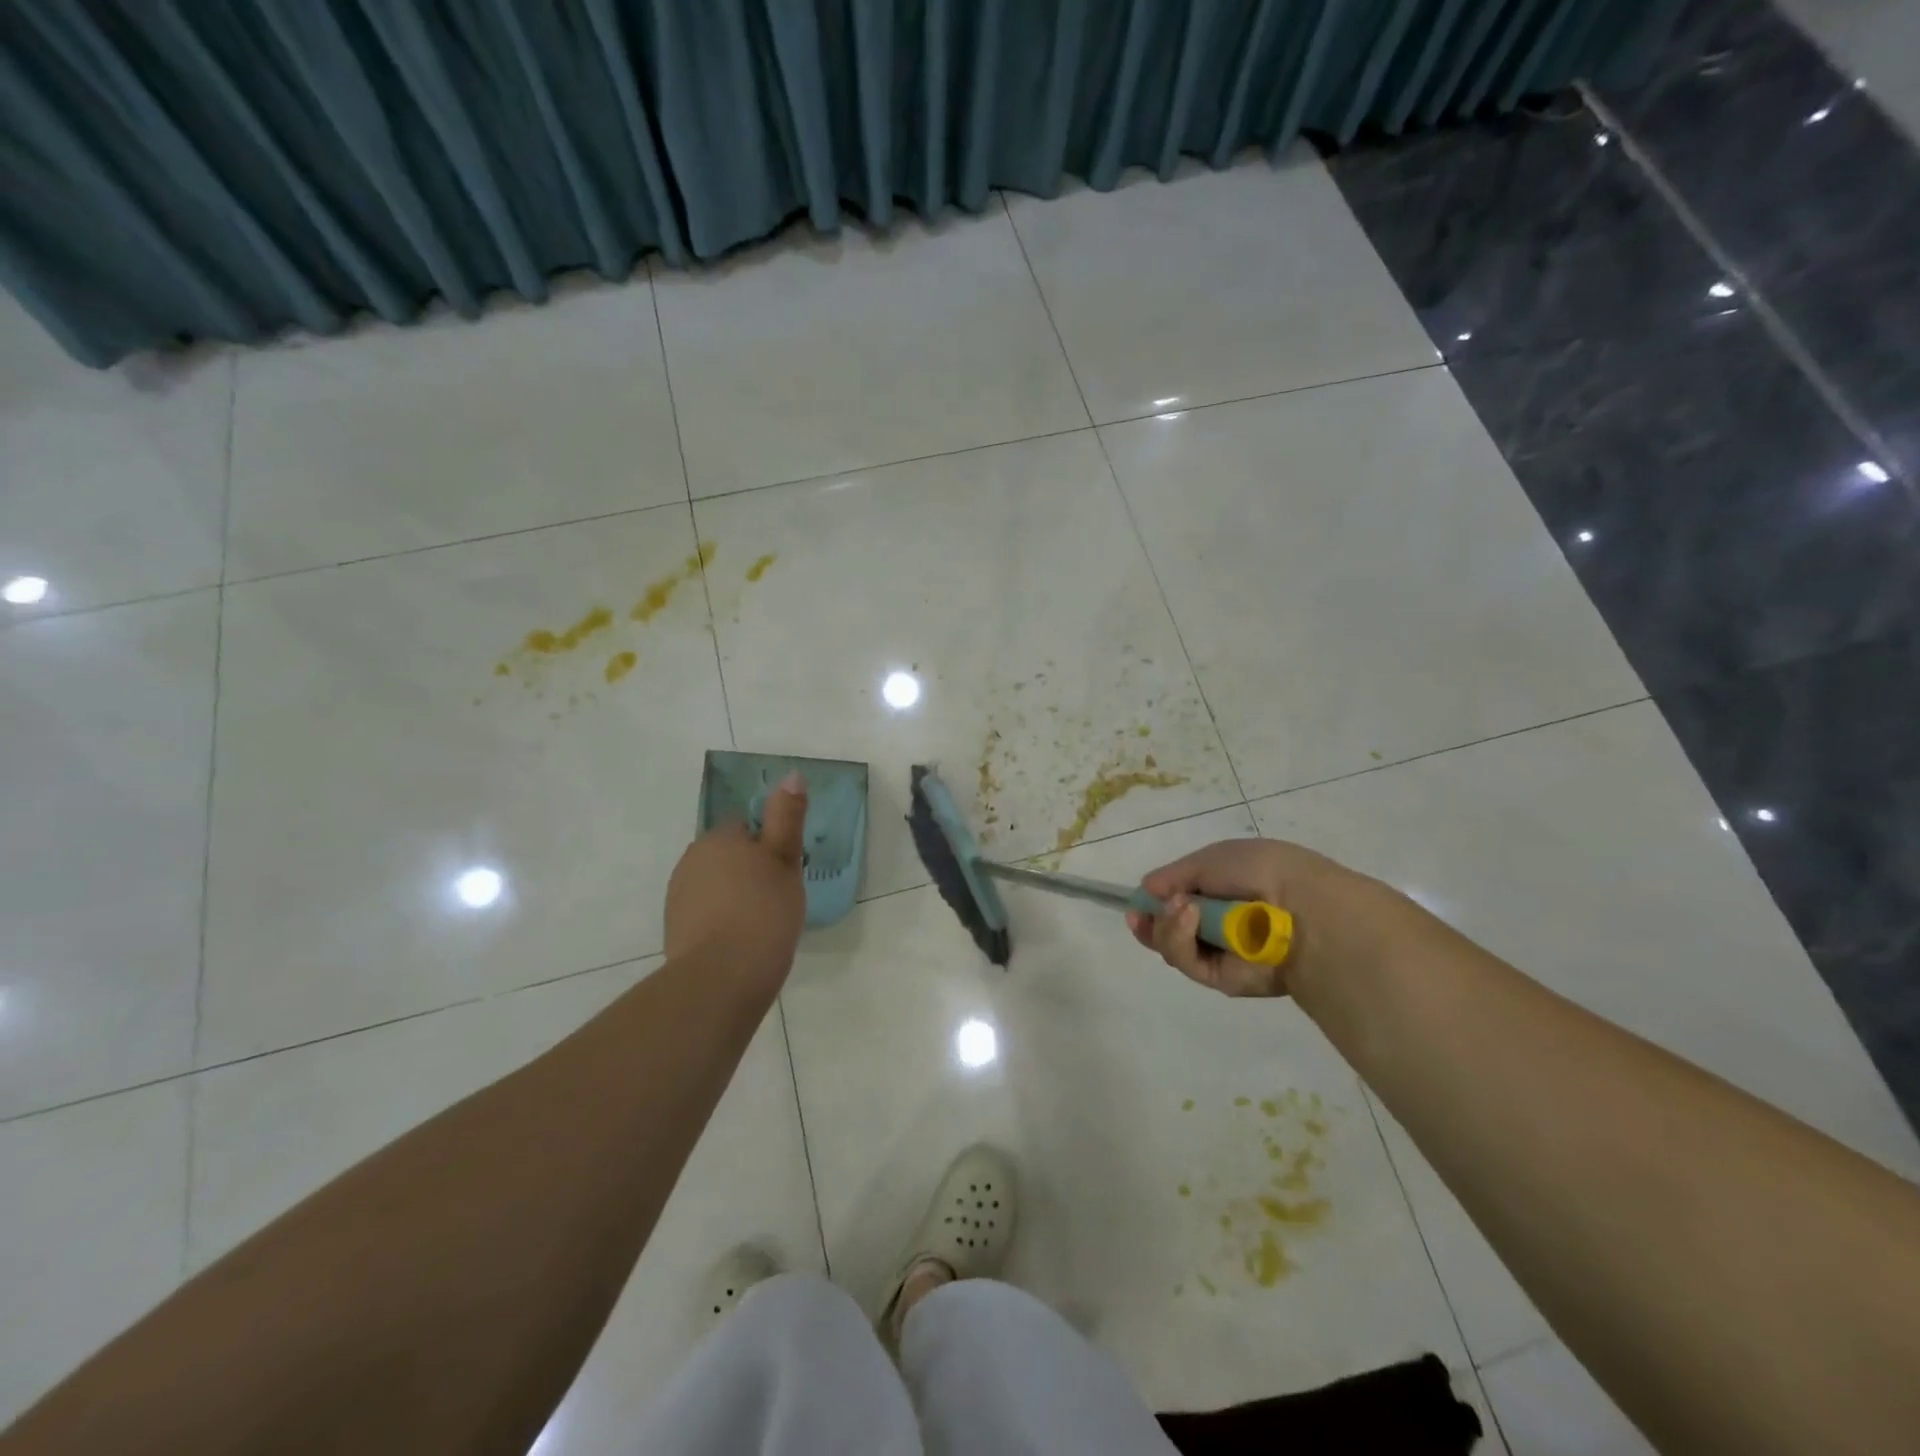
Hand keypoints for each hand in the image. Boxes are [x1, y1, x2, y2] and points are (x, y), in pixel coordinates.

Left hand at [665, 772, 808, 979]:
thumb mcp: (785, 860)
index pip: (745, 828)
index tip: (784, 871)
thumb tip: (791, 774)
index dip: (767, 846)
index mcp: (720, 839)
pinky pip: (705, 913)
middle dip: (748, 870)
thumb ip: (787, 817)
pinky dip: (721, 920)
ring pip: (715, 885)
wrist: (722, 978)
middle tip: (777, 897)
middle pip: (727, 855)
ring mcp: (679, 895)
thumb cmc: (763, 912)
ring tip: (761, 924)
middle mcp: (692, 859)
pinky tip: (740, 941)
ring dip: (734, 896)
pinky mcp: (675, 928)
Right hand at [1125, 837, 1403, 997]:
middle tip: (1141, 915)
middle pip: (1168, 929)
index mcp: (1222, 891)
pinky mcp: (1223, 979)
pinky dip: (1180, 941)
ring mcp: (1221, 953)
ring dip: (1167, 926)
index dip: (1154, 902)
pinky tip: (1187, 918)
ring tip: (1180, 909)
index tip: (1137, 902)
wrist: (1301, 908)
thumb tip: (1146, 890)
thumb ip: (1174, 876)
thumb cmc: (1258, 871)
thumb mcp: (1210, 859)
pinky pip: (1188, 963)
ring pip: (1172, 946)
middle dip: (1151, 921)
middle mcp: (1219, 924)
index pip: (1178, 901)